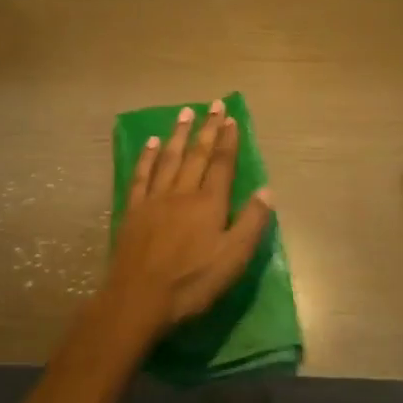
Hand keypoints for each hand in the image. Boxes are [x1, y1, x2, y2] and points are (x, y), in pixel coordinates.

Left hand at [103, 99, 273, 339]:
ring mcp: (155, 198)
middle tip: (213, 105)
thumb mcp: (233, 259)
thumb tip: (268, 190)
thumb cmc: (191, 283)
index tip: (231, 118)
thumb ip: (251, 223)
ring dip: (179, 133)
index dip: (228, 141)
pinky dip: (148, 156)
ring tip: (185, 112)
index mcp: (209, 204)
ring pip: (169, 158)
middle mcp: (183, 192)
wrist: (138, 298)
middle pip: (197, 154)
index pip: (222, 164)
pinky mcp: (134, 209)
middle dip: (207, 129)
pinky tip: (152, 142)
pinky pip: (142, 175)